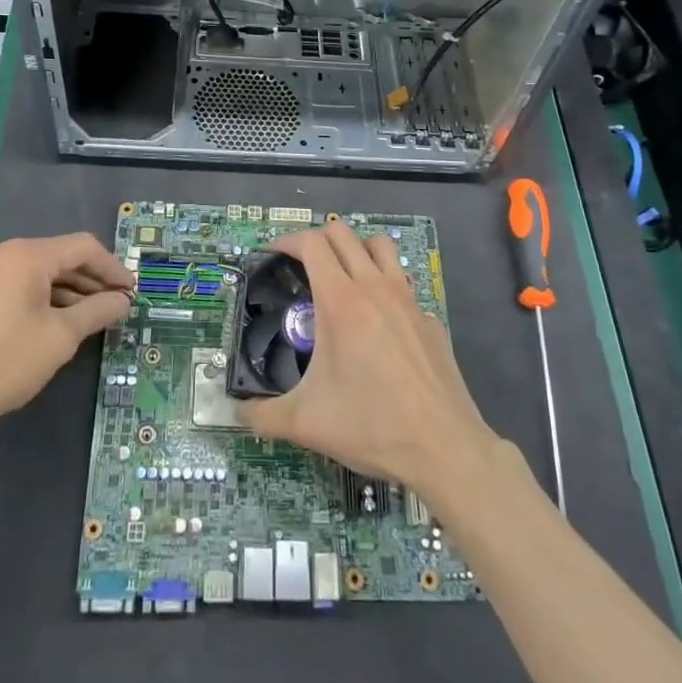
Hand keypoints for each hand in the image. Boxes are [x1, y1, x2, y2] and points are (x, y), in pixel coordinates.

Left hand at [0, 233, 133, 436]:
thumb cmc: (5, 363)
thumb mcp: (61, 337)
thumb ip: (97, 311)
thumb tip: (123, 300)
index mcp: (25, 254)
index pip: (83, 248)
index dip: (112, 268)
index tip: (131, 291)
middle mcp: (2, 251)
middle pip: (59, 257)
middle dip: (90, 281)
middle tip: (115, 305)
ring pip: (37, 271)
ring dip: (67, 290)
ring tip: (91, 316)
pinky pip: (16, 282)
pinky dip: (41, 296)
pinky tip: (57, 319)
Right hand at [239, 221, 500, 500]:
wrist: (445, 449)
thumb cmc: (372, 426)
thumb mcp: (306, 424)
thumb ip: (262, 414)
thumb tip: (236, 411)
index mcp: (341, 301)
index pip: (312, 243)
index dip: (287, 240)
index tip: (273, 253)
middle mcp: (375, 287)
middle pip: (343, 233)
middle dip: (316, 239)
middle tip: (300, 264)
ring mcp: (408, 299)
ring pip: (379, 246)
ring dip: (355, 248)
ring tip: (340, 276)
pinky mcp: (429, 318)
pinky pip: (402, 282)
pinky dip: (383, 285)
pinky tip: (377, 322)